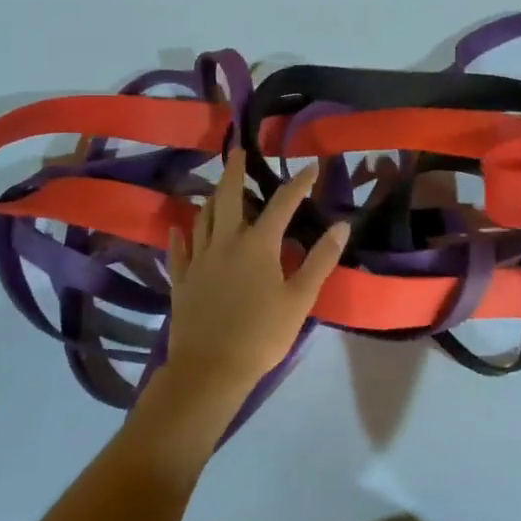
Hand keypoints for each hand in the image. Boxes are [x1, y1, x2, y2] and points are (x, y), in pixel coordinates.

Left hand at [151, 150, 347, 426]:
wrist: (210, 369)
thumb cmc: (262, 334)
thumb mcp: (300, 299)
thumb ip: (320, 260)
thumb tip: (341, 225)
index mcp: (257, 244)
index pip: (282, 203)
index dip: (298, 183)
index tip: (311, 166)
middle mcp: (225, 242)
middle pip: (227, 197)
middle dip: (234, 171)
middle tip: (237, 151)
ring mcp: (199, 260)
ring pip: (202, 218)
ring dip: (211, 199)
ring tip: (216, 188)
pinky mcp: (182, 280)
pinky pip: (179, 250)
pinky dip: (180, 235)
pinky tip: (179, 228)